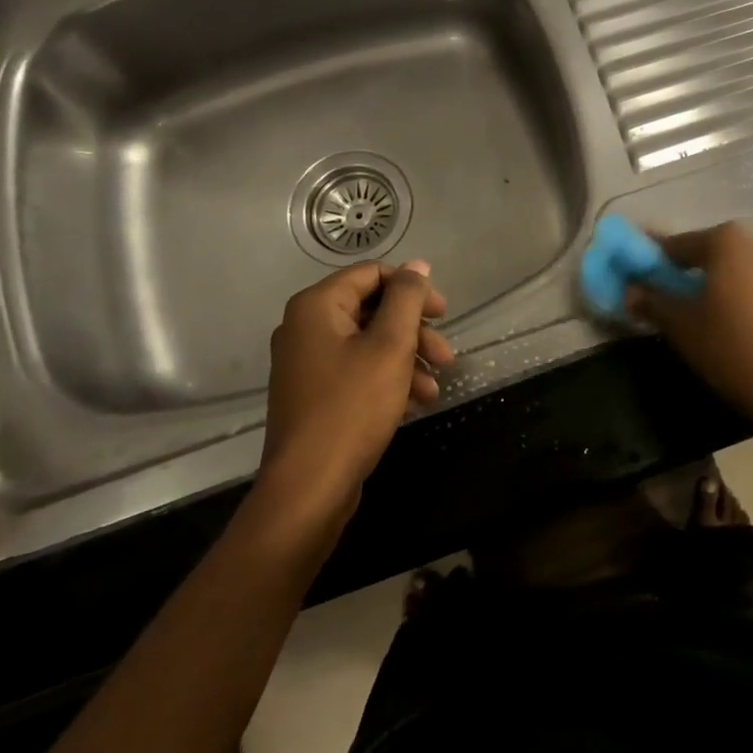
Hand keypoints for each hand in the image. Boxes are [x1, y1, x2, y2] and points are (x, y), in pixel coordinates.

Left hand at [261, 260, 453, 508]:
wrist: (309, 487)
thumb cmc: (352, 407)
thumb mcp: (390, 346)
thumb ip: (407, 299)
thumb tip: (417, 265)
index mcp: (317, 306)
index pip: (372, 274)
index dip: (412, 289)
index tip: (444, 314)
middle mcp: (305, 326)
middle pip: (372, 309)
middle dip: (414, 331)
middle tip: (446, 355)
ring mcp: (307, 362)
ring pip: (368, 343)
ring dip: (407, 358)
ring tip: (435, 387)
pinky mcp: (314, 393)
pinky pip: (357, 370)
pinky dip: (388, 378)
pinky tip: (416, 402)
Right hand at [629, 223, 752, 434]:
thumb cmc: (742, 354)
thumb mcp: (686, 332)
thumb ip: (655, 304)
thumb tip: (630, 289)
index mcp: (728, 243)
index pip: (680, 244)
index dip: (659, 260)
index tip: (647, 277)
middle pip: (724, 254)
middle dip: (704, 275)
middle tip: (691, 308)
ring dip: (743, 291)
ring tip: (735, 330)